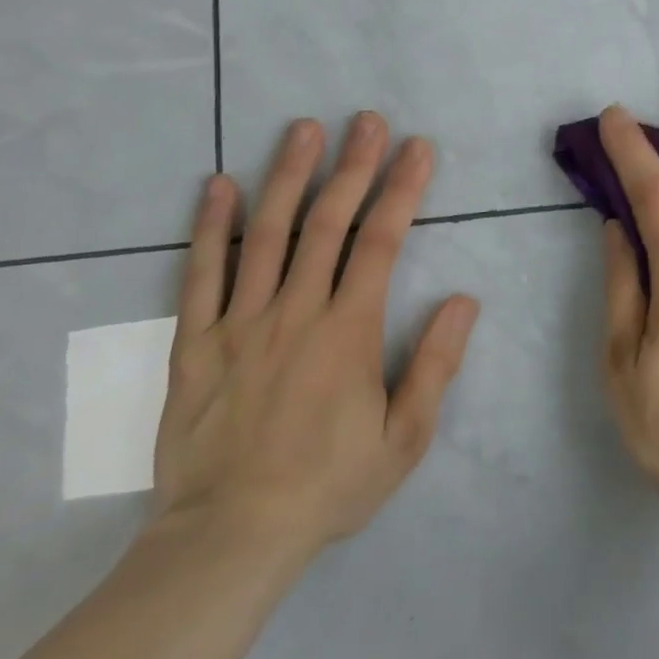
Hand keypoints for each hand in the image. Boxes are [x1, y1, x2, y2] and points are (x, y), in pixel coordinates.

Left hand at [151, 115, 478, 562]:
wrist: (228, 539)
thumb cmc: (329, 485)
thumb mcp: (405, 438)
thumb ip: (434, 364)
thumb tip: (464, 300)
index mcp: (348, 331)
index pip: (382, 242)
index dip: (402, 189)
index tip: (417, 148)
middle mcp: (295, 312)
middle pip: (327, 223)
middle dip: (352, 166)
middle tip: (366, 120)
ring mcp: (239, 323)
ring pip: (266, 234)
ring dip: (287, 176)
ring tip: (303, 129)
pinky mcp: (194, 344)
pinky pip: (200, 275)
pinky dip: (210, 227)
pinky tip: (219, 186)